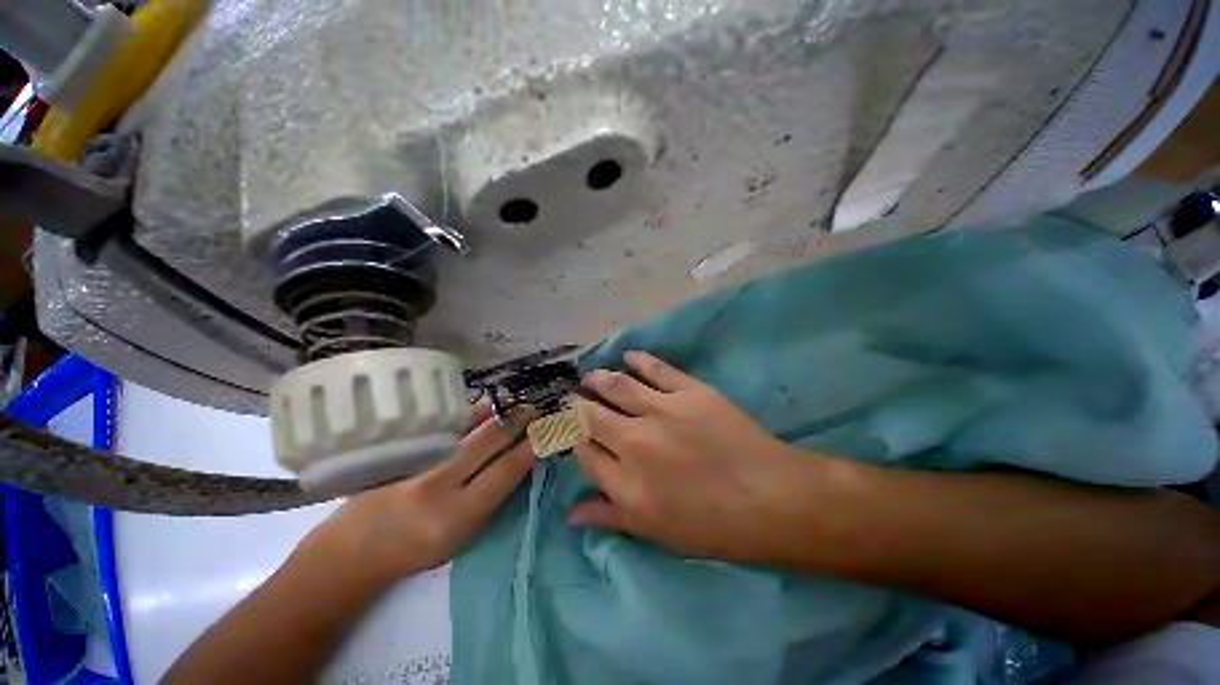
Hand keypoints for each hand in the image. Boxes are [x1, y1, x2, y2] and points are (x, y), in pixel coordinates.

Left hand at [301, 403, 538, 585]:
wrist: (354, 550)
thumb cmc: (416, 551)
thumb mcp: (461, 538)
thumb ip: (491, 501)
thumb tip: (519, 464)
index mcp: (457, 516)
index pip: (505, 472)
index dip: (530, 450)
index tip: (546, 435)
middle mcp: (437, 484)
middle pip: (488, 441)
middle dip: (517, 422)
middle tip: (534, 410)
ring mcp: (416, 462)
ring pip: (466, 427)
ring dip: (496, 413)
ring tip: (515, 405)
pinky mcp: (400, 450)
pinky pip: (444, 426)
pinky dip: (469, 414)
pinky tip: (484, 407)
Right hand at [570, 351, 832, 564]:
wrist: (770, 498)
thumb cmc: (712, 525)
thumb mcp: (656, 532)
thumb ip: (611, 516)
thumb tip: (572, 512)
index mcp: (626, 482)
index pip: (583, 452)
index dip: (572, 438)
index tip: (568, 429)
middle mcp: (635, 442)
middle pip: (592, 416)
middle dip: (577, 405)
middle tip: (572, 397)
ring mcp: (662, 411)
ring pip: (618, 387)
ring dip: (599, 379)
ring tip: (591, 376)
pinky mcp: (689, 391)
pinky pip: (656, 369)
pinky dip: (639, 360)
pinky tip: (628, 356)